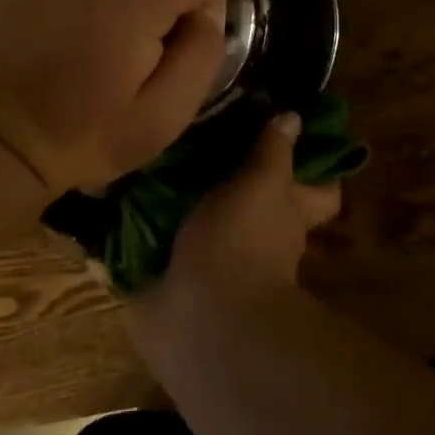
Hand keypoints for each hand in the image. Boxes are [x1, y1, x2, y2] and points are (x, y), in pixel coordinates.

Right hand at [132, 112, 342, 327]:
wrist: (200, 318)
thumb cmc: (241, 242)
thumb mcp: (263, 184)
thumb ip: (273, 151)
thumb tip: (293, 116)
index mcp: (284, 215)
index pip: (316, 192)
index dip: (314, 168)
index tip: (289, 129)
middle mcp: (254, 237)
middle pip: (253, 200)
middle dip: (230, 172)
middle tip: (200, 127)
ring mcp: (212, 257)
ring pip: (204, 217)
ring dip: (180, 195)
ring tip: (152, 149)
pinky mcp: (169, 274)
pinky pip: (154, 241)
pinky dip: (137, 222)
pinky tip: (118, 186)